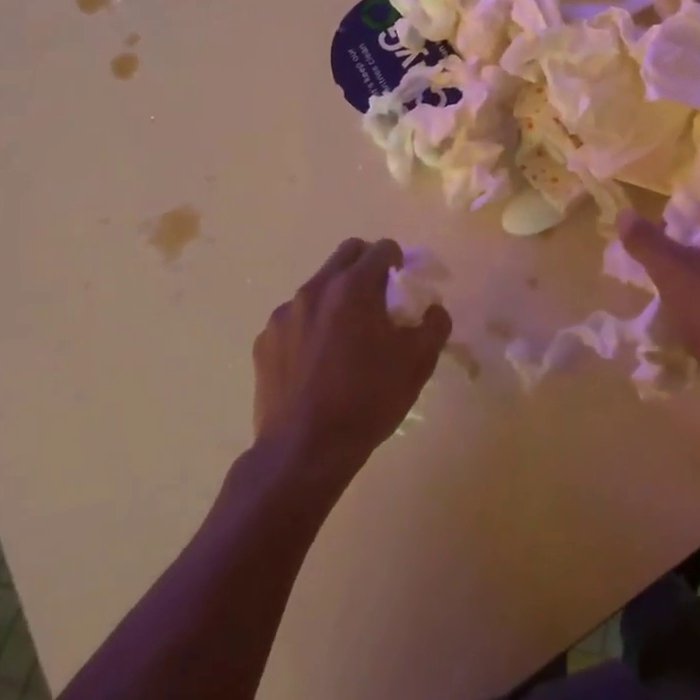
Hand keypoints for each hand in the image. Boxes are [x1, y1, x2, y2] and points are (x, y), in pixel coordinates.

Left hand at [252, 238, 450, 483]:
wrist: (304, 451)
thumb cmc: (367, 400)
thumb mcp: (418, 363)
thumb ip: (434, 324)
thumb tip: (432, 309)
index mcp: (354, 287)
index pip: (382, 248)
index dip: (398, 260)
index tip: (403, 283)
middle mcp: (315, 289)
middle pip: (346, 254)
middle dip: (367, 266)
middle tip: (379, 299)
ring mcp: (285, 314)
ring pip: (318, 287)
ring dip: (337, 298)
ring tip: (347, 338)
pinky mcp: (265, 340)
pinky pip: (295, 319)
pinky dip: (311, 327)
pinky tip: (318, 363)